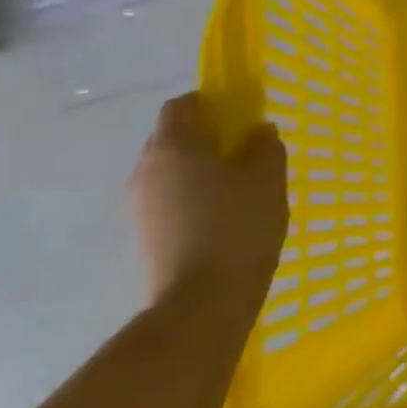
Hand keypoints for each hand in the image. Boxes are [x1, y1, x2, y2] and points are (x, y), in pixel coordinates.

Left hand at [128, 92, 285, 321]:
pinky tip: (222, 220)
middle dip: (205, 138)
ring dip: (198, 171)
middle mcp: (146, 170)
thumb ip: (265, 147)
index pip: (181, 106)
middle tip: (244, 152)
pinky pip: (168, 201)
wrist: (202, 304)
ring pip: (170, 172)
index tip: (239, 114)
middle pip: (172, 139)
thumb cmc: (238, 227)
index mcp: (173, 146)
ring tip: (237, 191)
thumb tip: (258, 132)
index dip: (209, 103)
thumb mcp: (268, 179)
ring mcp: (138, 206)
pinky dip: (191, 199)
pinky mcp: (143, 237)